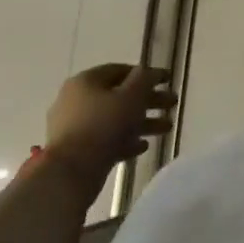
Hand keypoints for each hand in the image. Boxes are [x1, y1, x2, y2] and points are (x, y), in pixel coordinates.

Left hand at [43, 64, 174, 192]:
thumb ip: (144, 80)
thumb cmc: (103, 125)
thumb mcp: (131, 96)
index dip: (145, 73)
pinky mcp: (77, 150)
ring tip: (167, 128)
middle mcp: (76, 100)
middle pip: (119, 96)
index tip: (167, 80)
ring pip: (115, 119)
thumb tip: (149, 71)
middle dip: (149, 100)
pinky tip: (144, 146)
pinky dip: (126, 140)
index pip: (119, 70)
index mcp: (85, 82)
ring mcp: (75, 127)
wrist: (70, 172)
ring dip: (142, 122)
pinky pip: (106, 140)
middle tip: (173, 104)